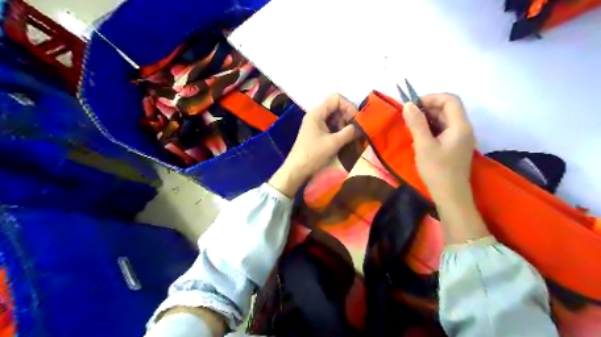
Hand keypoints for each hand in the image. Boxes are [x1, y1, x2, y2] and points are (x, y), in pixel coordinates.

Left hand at [268, 94, 355, 195]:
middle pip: (336, 107)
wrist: (297, 170)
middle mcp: (316, 115)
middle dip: (347, 117)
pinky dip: (339, 131)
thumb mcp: (334, 143)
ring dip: (344, 125)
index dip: (349, 106)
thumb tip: (363, 126)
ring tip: (350, 137)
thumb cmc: (313, 155)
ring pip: (335, 117)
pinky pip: (331, 126)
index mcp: (317, 113)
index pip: (337, 98)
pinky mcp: (316, 133)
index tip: (356, 121)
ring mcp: (315, 124)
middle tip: (354, 130)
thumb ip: (350, 132)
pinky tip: (344, 140)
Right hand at [400, 93, 489, 243]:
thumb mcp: (423, 145)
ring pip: (445, 119)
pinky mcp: (455, 146)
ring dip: (428, 118)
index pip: (450, 100)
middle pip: (448, 108)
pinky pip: (444, 130)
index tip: (413, 106)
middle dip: (428, 108)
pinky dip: (431, 128)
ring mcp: (460, 138)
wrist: (450, 195)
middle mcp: (464, 129)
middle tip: (409, 116)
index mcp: (460, 126)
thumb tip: (408, 104)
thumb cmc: (437, 170)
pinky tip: (419, 137)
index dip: (431, 98)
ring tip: (411, 126)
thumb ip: (416, 123)